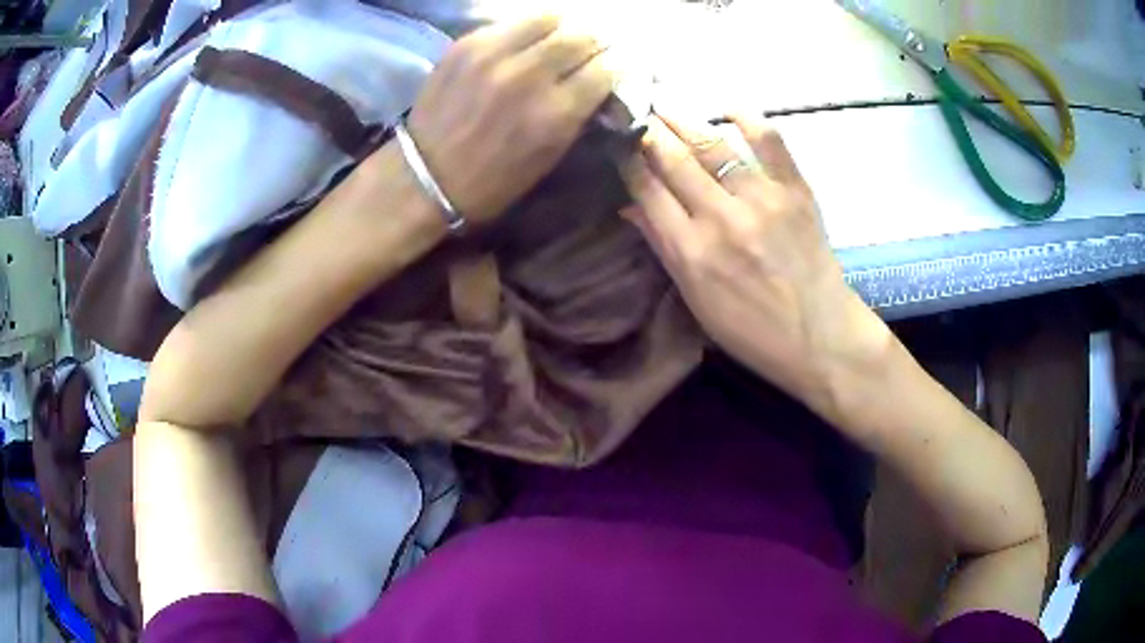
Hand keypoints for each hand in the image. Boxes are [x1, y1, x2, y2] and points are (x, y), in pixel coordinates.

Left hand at [407, 15, 614, 222]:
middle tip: (592, 50)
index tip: (615, 67)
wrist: (424, 177)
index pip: (607, 69)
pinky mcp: (467, 44)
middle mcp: (530, 75)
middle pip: (584, 36)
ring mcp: (495, 54)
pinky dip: (529, 29)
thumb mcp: (549, 159)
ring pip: (550, 19)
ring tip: (561, 39)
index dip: (617, 66)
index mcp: (555, 112)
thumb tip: (601, 83)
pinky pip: (512, 22)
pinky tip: (526, 43)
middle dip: (596, 43)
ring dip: (564, 29)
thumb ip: (579, 116)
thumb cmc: (491, 182)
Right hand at [622, 115, 890, 414]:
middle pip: (673, 159)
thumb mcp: (696, 299)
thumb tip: (630, 206)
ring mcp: (762, 199)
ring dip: (683, 119)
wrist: (820, 337)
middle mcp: (721, 218)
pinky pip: (770, 141)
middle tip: (635, 109)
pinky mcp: (795, 190)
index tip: (618, 140)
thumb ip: (663, 247)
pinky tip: (726, 107)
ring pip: (713, 144)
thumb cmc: (752, 330)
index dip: (627, 158)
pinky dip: (747, 118)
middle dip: (649, 130)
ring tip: (665, 103)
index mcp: (690, 251)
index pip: (647, 188)